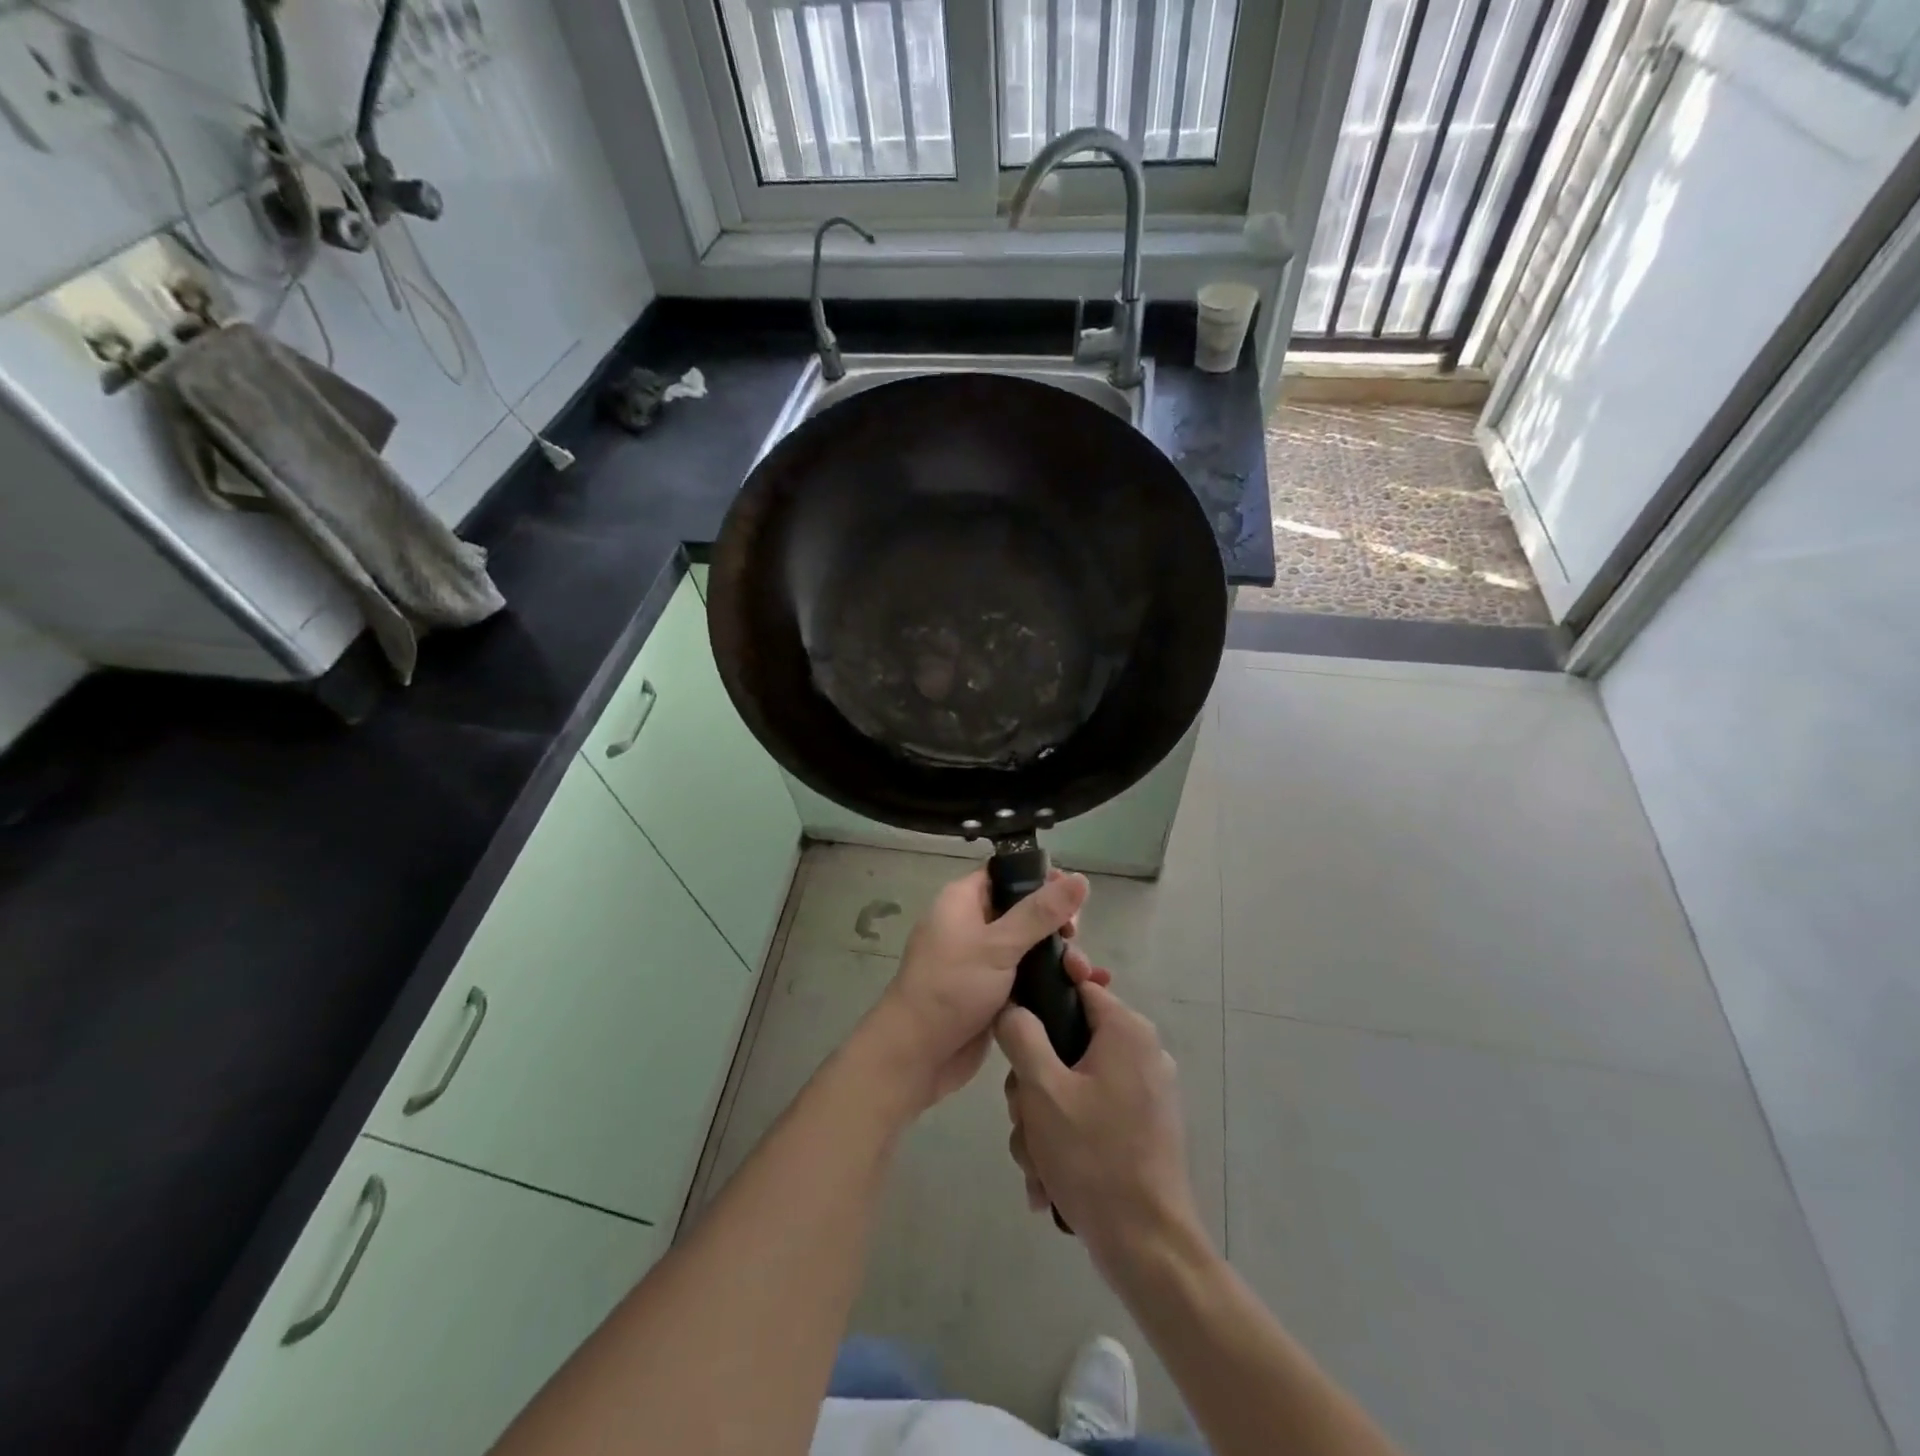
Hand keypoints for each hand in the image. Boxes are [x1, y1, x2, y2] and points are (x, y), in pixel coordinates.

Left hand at [860, 866, 1090, 1110]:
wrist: (917, 1054)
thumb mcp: (998, 945)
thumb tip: (1081, 878)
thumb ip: (1040, 913)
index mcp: (962, 900)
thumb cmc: (952, 987)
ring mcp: (981, 960)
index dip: (1040, 878)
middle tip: (1076, 939)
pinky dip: (1050, 980)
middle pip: (1023, 910)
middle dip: (1056, 923)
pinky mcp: (991, 992)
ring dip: (1058, 956)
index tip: (1074, 894)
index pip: (1006, 873)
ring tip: (1084, 974)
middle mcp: (971, 924)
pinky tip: (1084, 989)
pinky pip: (1026, 976)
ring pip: (1029, 947)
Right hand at [997, 981, 1203, 1269]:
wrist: (1148, 1249)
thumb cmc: (1094, 1157)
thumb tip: (1012, 1006)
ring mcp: (1143, 1094)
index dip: (1040, 1001)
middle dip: (1033, 1086)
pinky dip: (1065, 1142)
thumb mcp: (1042, 1089)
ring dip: (1042, 1122)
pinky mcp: (1140, 1129)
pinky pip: (1089, 1116)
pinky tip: (1050, 1182)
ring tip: (1037, 1163)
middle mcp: (1141, 1053)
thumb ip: (1021, 1035)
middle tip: (1024, 1119)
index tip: (1013, 1030)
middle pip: (1066, 1043)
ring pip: (1071, 1085)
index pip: (1077, 986)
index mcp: (1127, 1031)